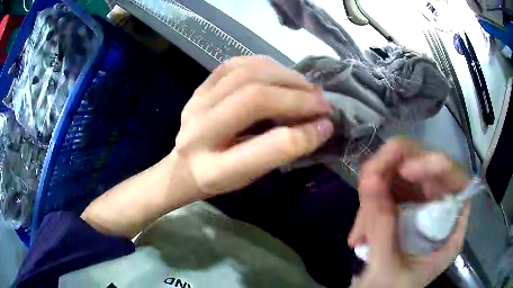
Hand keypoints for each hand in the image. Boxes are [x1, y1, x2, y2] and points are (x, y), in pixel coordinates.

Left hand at [173, 56, 333, 197]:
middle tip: (323, 103)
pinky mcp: (199, 88)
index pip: (264, 149)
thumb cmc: (220, 177)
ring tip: (307, 87)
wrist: (185, 165)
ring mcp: (196, 103)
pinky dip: (265, 65)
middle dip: (297, 98)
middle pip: (254, 99)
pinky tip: (281, 74)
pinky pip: (235, 64)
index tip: (327, 126)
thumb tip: (319, 126)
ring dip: (285, 77)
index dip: (302, 136)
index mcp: (213, 169)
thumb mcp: (250, 176)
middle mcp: (199, 131)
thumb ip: (280, 153)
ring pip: (246, 74)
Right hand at [348, 138, 470, 287]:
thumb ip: (383, 229)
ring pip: (405, 174)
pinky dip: (371, 201)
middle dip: (396, 169)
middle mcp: (440, 211)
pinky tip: (359, 228)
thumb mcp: (387, 269)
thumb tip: (370, 179)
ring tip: (360, 220)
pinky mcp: (403, 208)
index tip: (406, 169)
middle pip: (428, 170)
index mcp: (450, 230)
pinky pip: (389, 188)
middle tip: (368, 179)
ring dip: (378, 186)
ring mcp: (421, 207)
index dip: (438, 167)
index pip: (458, 182)